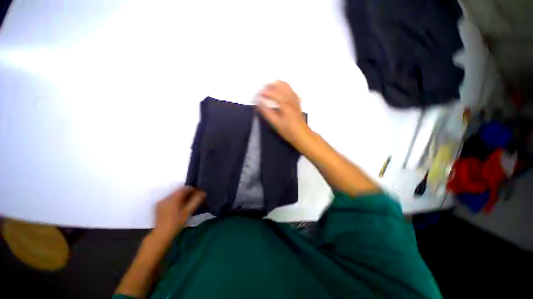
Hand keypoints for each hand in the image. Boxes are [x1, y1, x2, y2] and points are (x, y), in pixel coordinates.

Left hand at [153, 186, 204, 240]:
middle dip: (188, 193)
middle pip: (180, 191)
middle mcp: (166, 197)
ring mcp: (161, 201)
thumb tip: (203, 193)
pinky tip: (180, 206)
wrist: (162, 235)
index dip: (194, 189)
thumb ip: (196, 200)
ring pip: (175, 194)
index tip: (200, 194)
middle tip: (195, 198)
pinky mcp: (159, 206)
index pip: (185, 188)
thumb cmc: (177, 223)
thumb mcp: (188, 212)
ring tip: (189, 202)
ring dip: (183, 196)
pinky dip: (177, 200)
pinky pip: (170, 199)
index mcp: (173, 198)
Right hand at [258, 81, 310, 148]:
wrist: (302, 135)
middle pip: (279, 84)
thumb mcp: (276, 123)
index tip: (257, 96)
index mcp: (285, 103)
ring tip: (269, 91)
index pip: (272, 92)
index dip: (263, 92)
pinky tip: (279, 94)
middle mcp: (290, 97)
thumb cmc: (288, 130)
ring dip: (276, 86)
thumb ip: (267, 112)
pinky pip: (290, 89)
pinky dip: (283, 88)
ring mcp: (295, 98)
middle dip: (269, 86)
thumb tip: (259, 102)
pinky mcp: (297, 101)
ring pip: (285, 85)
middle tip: (262, 92)